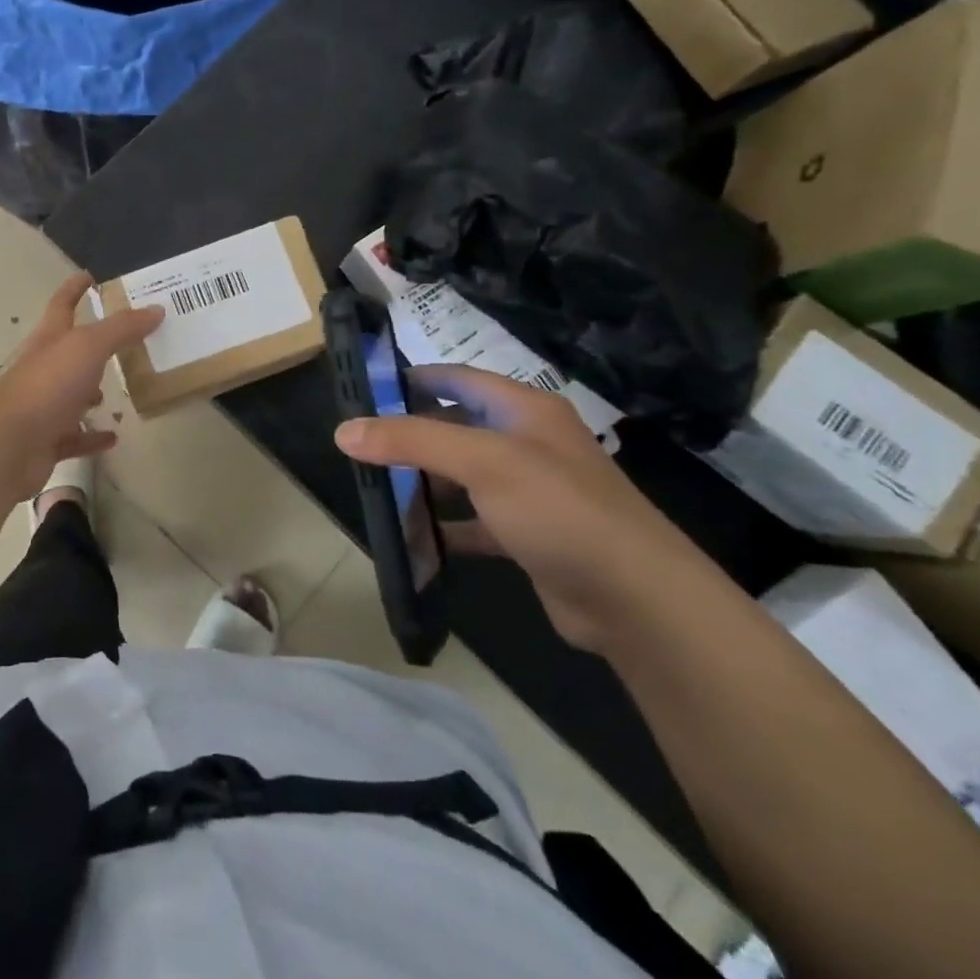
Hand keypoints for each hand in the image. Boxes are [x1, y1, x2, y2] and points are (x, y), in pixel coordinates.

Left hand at [0, 272, 164, 500]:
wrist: (9, 444)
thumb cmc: (48, 384)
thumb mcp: (88, 347)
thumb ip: (121, 328)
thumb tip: (156, 309)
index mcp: (49, 339)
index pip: (62, 305)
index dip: (74, 288)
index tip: (89, 276)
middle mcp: (43, 369)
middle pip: (68, 351)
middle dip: (92, 346)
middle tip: (125, 342)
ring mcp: (43, 406)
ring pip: (71, 394)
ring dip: (92, 393)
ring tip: (122, 392)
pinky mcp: (47, 440)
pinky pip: (75, 436)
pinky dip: (92, 436)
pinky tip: (112, 436)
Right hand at [334, 365, 707, 650]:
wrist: (636, 600)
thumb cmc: (559, 510)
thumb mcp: (483, 462)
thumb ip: (412, 440)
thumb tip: (343, 430)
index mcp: (525, 411)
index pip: (459, 379)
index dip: (414, 378)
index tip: (364, 390)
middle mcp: (528, 444)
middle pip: (456, 427)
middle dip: (409, 434)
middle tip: (358, 445)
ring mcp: (528, 492)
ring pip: (461, 476)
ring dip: (422, 481)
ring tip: (373, 486)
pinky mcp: (526, 535)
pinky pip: (472, 522)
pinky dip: (442, 526)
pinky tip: (410, 536)